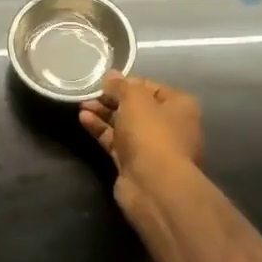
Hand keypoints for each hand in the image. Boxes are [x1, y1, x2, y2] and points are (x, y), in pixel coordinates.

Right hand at [78, 70, 202, 204]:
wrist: (154, 186)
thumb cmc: (151, 133)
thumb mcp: (135, 99)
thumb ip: (121, 85)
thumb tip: (111, 76)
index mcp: (180, 107)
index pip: (151, 87)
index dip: (128, 82)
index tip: (106, 80)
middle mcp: (170, 126)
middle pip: (137, 107)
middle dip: (112, 99)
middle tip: (90, 93)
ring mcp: (153, 148)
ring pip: (125, 125)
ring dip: (104, 114)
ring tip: (81, 104)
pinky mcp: (135, 164)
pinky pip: (116, 142)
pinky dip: (101, 130)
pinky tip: (83, 119)